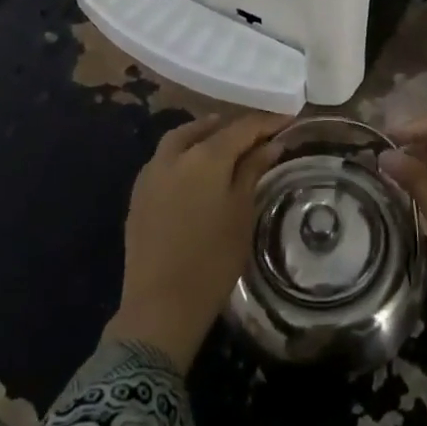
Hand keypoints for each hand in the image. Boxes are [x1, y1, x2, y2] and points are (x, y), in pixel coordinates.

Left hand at [104, 112, 287, 370]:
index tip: (288, 121)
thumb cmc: (213, 259)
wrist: (161, 304)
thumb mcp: (242, 212)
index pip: (242, 128)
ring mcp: (151, 172)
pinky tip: (195, 167)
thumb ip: (253, 171)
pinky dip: (183, 152)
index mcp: (206, 157)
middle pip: (209, 129)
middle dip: (234, 127)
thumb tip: (269, 144)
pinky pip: (164, 158)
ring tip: (224, 140)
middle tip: (256, 133)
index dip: (267, 123)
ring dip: (203, 133)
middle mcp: (175, 155)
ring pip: (180, 138)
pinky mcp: (138, 193)